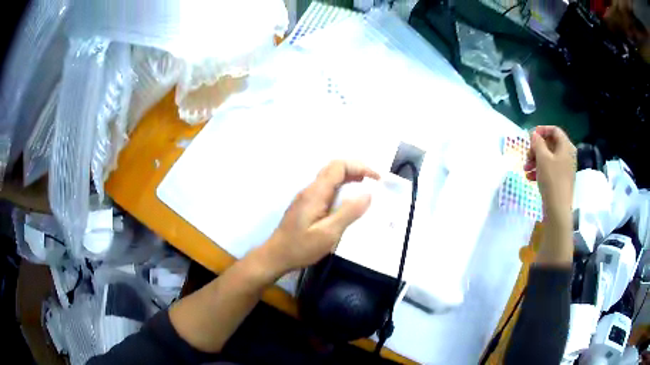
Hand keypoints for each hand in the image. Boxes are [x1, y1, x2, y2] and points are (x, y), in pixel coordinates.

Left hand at [255, 160, 379, 276]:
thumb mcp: (328, 233)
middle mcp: (310, 190)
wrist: (276, 256)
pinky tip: (348, 201)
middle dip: (356, 169)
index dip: (360, 167)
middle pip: (334, 168)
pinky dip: (342, 188)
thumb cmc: (301, 247)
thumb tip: (368, 194)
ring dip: (349, 178)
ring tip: (366, 189)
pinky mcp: (306, 205)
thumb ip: (348, 213)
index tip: (376, 178)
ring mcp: (306, 196)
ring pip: (330, 178)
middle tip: (374, 182)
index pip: (338, 166)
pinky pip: (326, 188)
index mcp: (316, 193)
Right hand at [525, 126, 575, 221]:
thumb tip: (534, 135)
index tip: (530, 136)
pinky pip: (550, 169)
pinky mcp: (561, 179)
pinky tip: (530, 177)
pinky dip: (540, 170)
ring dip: (536, 160)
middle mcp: (568, 155)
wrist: (558, 209)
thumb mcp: (542, 158)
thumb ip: (537, 143)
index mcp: (566, 146)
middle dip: (536, 148)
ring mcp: (565, 168)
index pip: (554, 130)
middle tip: (527, 155)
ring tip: (526, 168)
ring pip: (549, 157)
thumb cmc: (552, 179)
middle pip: (550, 144)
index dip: (542, 130)